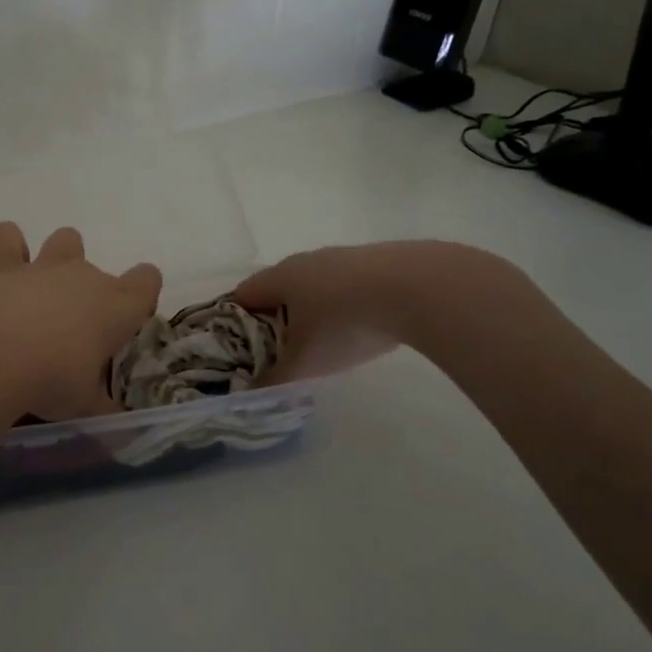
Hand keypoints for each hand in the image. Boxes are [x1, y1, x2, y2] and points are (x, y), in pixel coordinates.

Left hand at [0, 223, 161, 421]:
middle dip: (92, 293)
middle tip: (74, 330)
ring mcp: (45, 268)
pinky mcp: (4, 267)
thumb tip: (115, 425)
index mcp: (118, 307)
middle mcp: (86, 278)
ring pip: (66, 240)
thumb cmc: (53, 380)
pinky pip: (9, 239)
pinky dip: (9, 246)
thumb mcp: (85, 406)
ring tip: (44, 289)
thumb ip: (102, 408)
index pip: (148, 281)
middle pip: (101, 269)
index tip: (126, 323)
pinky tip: (5, 267)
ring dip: (60, 257)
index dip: (142, 296)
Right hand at [233, 245, 412, 383]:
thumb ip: (274, 379)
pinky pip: (346, 285)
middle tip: (282, 353)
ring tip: (323, 343)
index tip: (241, 351)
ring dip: (312, 311)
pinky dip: (344, 305)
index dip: (234, 323)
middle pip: (277, 290)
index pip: (241, 295)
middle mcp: (304, 260)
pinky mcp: (376, 260)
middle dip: (275, 320)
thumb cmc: (344, 323)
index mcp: (278, 277)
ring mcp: (342, 257)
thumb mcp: (305, 362)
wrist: (418, 288)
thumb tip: (250, 394)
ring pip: (314, 286)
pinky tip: (361, 326)